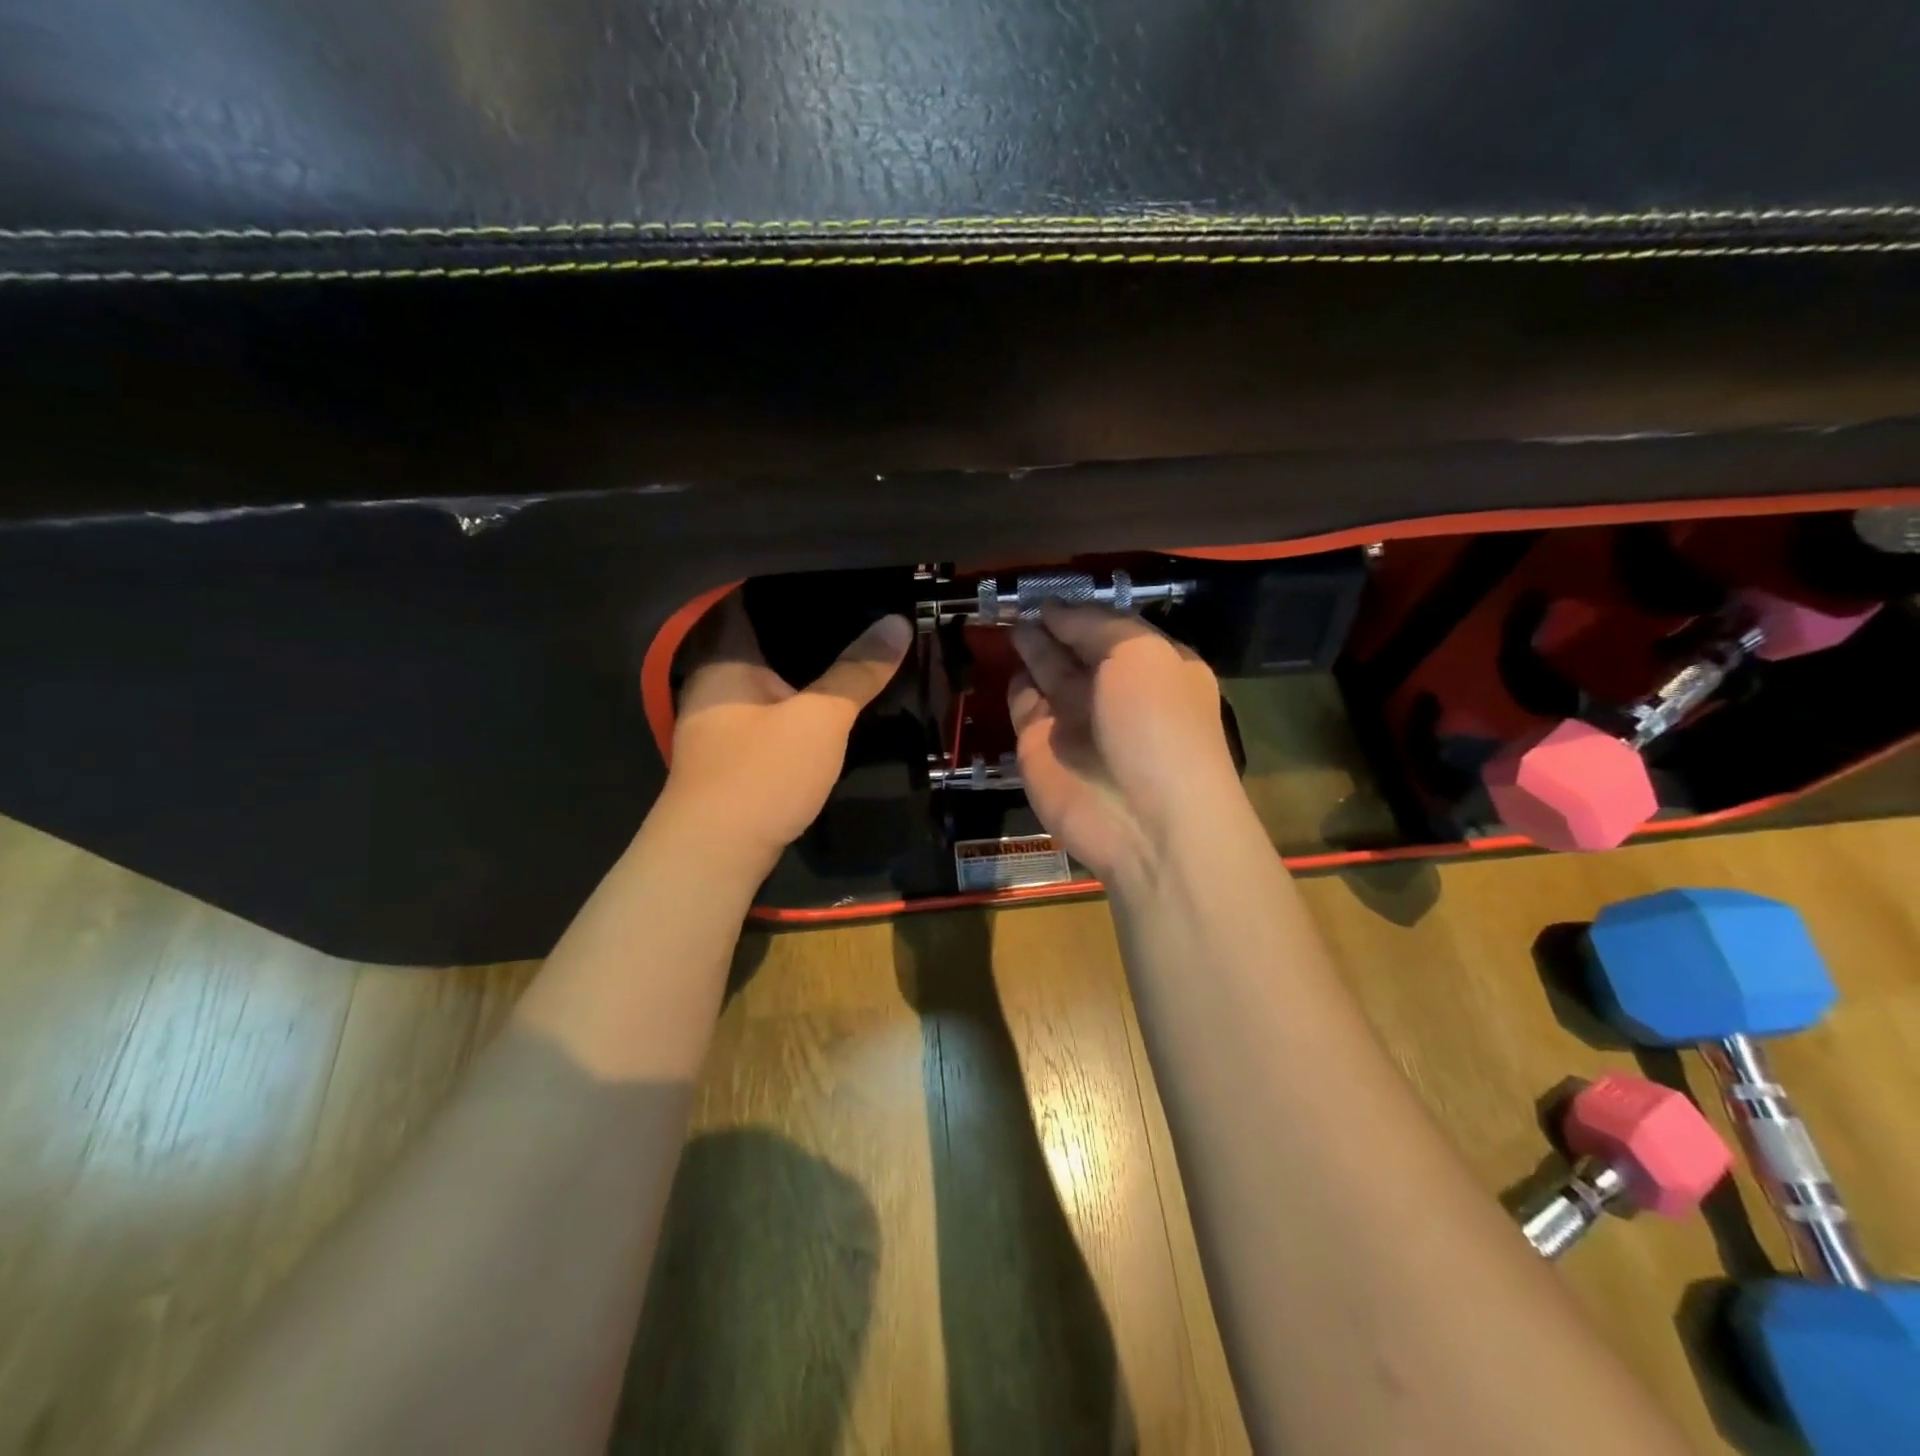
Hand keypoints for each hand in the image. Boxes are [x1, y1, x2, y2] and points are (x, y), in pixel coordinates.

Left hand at [660, 592, 911, 868]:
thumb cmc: (762, 772)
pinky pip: (763, 709)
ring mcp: (716, 722)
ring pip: (760, 678)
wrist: (715, 854)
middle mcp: (711, 683)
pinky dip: (790, 699)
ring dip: (794, 665)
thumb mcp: (821, 718)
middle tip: (848, 603)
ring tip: (844, 644)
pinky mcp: (729, 755)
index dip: (779, 580)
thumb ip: (858, 671)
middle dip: (796, 623)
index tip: (824, 568)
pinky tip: (820, 699)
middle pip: (754, 638)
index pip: (743, 598)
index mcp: (723, 660)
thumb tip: (898, 623)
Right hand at [1008, 602, 1249, 885]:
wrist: (1143, 819)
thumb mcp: (1139, 654)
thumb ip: (1094, 625)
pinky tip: (1009, 662)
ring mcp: (1076, 719)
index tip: (1050, 585)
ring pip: (1047, 671)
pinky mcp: (1041, 747)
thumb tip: (1054, 610)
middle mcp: (1114, 690)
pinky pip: (1024, 704)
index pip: (1111, 625)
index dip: (1082, 606)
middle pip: (1076, 646)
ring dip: (1031, 645)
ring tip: (1007, 617)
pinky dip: (1016, 685)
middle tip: (1018, 596)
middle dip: (1051, 623)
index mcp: (1152, 666)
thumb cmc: (1156, 725)